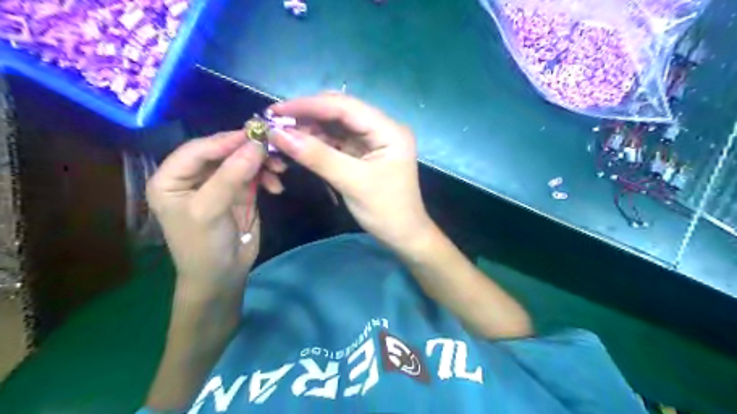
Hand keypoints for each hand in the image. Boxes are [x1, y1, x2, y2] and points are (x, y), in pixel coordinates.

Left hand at [147, 131, 287, 291]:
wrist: (223, 275)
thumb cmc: (203, 245)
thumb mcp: (210, 209)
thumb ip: (231, 175)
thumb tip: (257, 144)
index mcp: (172, 178)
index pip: (198, 149)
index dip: (225, 140)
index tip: (255, 133)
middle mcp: (194, 176)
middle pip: (223, 152)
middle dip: (248, 150)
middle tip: (274, 147)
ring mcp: (220, 184)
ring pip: (242, 161)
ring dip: (262, 163)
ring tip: (280, 169)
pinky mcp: (240, 193)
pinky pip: (255, 176)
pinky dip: (267, 177)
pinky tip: (276, 186)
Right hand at [270, 93, 433, 247]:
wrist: (403, 235)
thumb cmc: (385, 211)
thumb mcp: (351, 182)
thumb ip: (317, 156)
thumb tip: (278, 134)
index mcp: (389, 130)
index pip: (345, 107)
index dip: (309, 105)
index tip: (276, 111)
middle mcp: (382, 128)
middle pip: (340, 112)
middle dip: (308, 115)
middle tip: (275, 122)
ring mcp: (374, 141)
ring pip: (337, 126)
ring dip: (310, 128)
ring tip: (281, 133)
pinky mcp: (365, 153)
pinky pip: (338, 141)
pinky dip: (318, 142)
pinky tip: (299, 143)